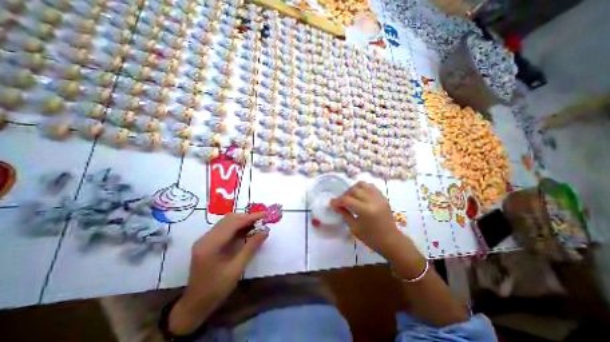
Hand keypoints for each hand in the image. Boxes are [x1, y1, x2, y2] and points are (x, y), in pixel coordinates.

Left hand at [168, 213, 268, 335]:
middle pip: (229, 219)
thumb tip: (265, 231)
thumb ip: (251, 247)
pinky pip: (224, 228)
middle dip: (247, 218)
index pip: (233, 223)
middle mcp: (206, 238)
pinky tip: (246, 231)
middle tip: (262, 220)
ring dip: (242, 221)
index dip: (250, 217)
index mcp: (210, 245)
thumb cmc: (216, 290)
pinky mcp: (207, 241)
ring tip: (256, 224)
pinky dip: (237, 227)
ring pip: (227, 221)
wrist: (194, 305)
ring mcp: (205, 239)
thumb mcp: (237, 269)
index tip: (265, 214)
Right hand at [331, 181, 397, 255]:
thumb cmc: (371, 238)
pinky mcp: (382, 196)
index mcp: (366, 210)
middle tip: (341, 202)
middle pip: (354, 190)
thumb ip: (344, 214)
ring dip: (353, 189)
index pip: (347, 200)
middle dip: (344, 195)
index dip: (337, 201)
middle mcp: (373, 200)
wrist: (391, 240)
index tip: (332, 204)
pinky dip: (362, 188)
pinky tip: (359, 195)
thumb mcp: (354, 228)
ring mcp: (379, 197)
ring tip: (350, 197)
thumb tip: (336, 205)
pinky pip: (370, 186)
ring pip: (362, 184)